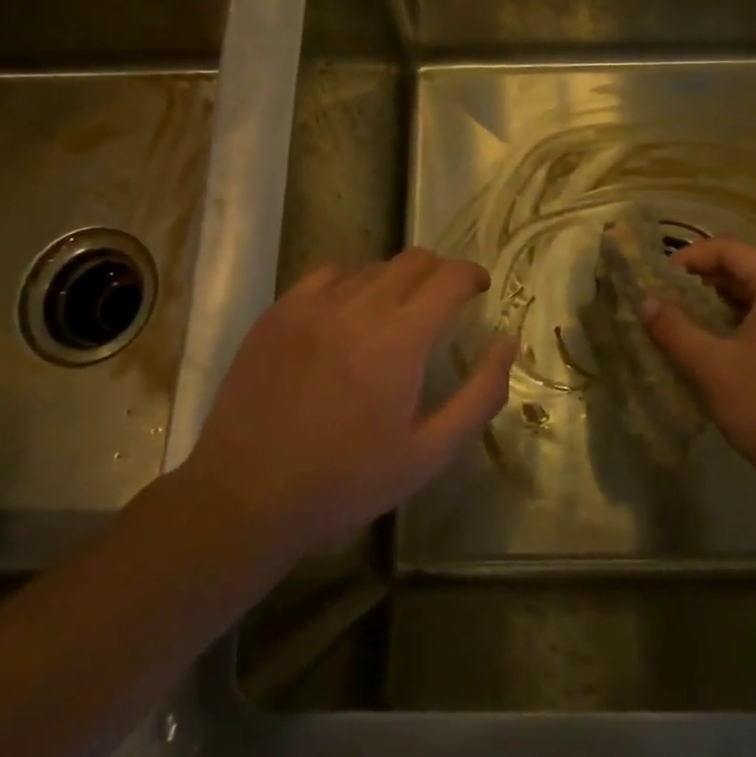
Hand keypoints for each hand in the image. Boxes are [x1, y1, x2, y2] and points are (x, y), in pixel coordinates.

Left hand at [176, 251, 514, 558]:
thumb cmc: (347, 480)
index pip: (449, 277)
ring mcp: (312, 305)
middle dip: (439, 273)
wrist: (247, 495)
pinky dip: (350, 283)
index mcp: (400, 338)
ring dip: (396, 281)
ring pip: (371, 267)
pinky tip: (345, 314)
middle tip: (444, 301)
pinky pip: (327, 275)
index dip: (472, 275)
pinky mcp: (278, 312)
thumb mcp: (429, 453)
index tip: (479, 288)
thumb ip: (479, 394)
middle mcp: (359, 306)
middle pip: (413, 261)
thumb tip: (507, 343)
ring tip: (395, 314)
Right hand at [639, 239, 755, 500]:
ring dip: (714, 305)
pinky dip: (732, 325)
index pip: (731, 250)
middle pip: (744, 270)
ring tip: (680, 322)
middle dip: (700, 280)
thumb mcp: (710, 366)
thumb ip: (673, 329)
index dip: (691, 257)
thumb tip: (645, 302)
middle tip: (665, 299)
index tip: (659, 279)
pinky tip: (709, 348)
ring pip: (753, 299)